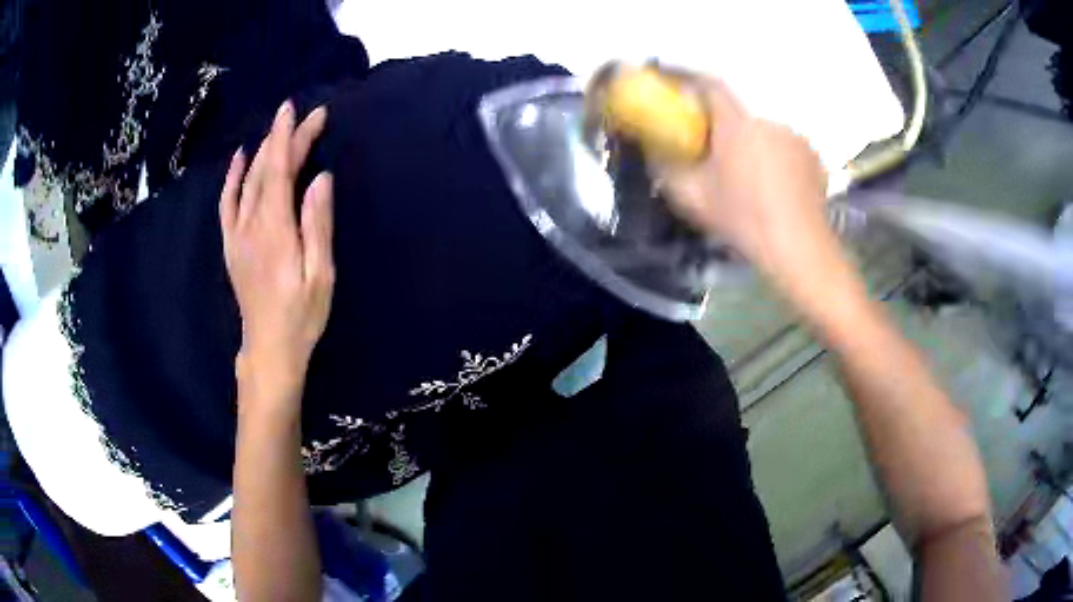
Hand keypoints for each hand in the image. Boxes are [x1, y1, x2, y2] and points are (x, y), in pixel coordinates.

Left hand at [220, 101, 334, 407]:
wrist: (269, 347)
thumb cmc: (302, 314)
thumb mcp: (320, 273)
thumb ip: (317, 223)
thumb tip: (320, 178)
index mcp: (276, 229)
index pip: (282, 169)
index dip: (292, 137)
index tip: (305, 111)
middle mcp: (252, 224)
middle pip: (266, 169)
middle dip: (283, 136)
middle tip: (302, 113)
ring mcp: (237, 233)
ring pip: (247, 180)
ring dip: (263, 149)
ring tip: (277, 126)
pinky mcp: (231, 244)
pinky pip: (227, 203)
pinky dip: (233, 177)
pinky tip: (240, 158)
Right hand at [661, 78, 831, 281]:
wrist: (798, 248)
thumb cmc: (744, 220)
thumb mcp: (694, 199)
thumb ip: (667, 170)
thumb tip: (653, 152)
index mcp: (736, 125)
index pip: (710, 86)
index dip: (690, 81)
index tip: (677, 85)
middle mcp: (767, 121)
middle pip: (738, 111)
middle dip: (723, 122)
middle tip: (714, 145)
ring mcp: (795, 138)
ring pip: (763, 130)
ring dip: (752, 142)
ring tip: (748, 171)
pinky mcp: (812, 157)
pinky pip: (785, 146)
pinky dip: (775, 156)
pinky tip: (774, 181)